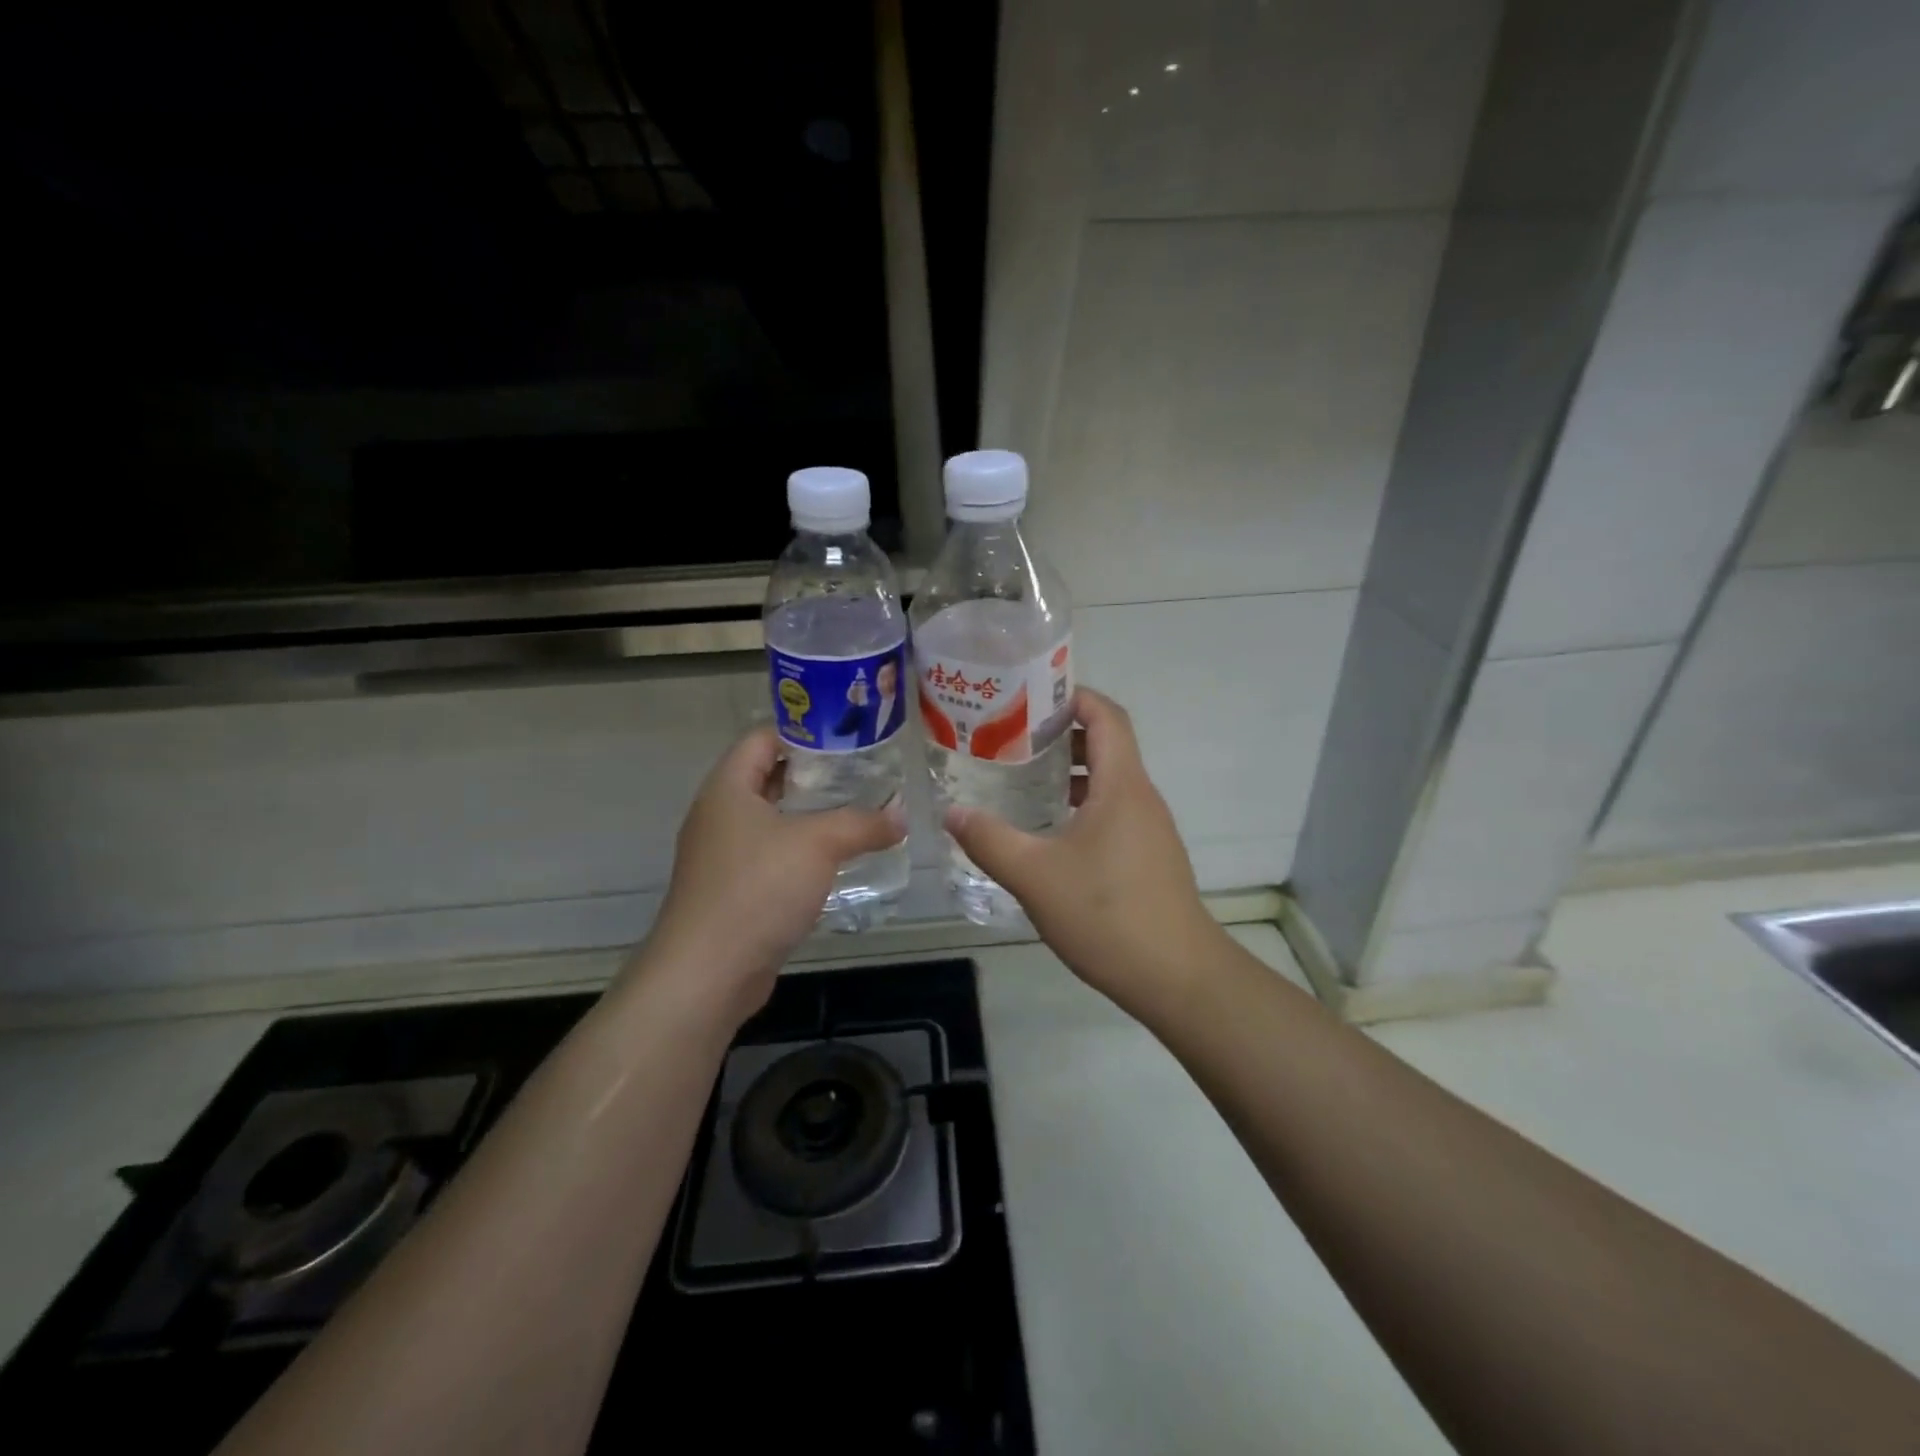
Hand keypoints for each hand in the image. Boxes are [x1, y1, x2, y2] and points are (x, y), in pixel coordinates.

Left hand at [634, 727, 905, 1025]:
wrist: (708, 972)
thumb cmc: (758, 889)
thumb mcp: (818, 844)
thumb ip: (863, 823)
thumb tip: (902, 816)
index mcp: (728, 788)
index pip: (763, 738)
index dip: (803, 730)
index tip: (847, 735)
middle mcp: (720, 815)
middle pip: (770, 777)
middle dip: (817, 774)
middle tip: (864, 773)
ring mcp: (723, 855)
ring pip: (774, 820)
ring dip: (812, 816)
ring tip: (860, 811)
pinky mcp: (734, 890)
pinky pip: (773, 856)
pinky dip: (803, 852)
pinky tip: (838, 860)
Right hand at [945, 687, 1225, 1017]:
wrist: (1178, 978)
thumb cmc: (1107, 915)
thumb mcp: (1035, 876)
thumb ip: (989, 840)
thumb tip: (951, 811)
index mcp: (1122, 786)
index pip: (1107, 716)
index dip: (1074, 696)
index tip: (1030, 695)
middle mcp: (1141, 798)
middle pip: (1107, 745)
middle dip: (1062, 734)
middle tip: (1012, 738)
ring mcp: (1150, 829)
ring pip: (1110, 781)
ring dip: (1071, 773)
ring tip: (1023, 779)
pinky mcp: (1149, 858)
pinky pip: (1114, 812)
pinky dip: (1083, 805)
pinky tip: (1050, 832)